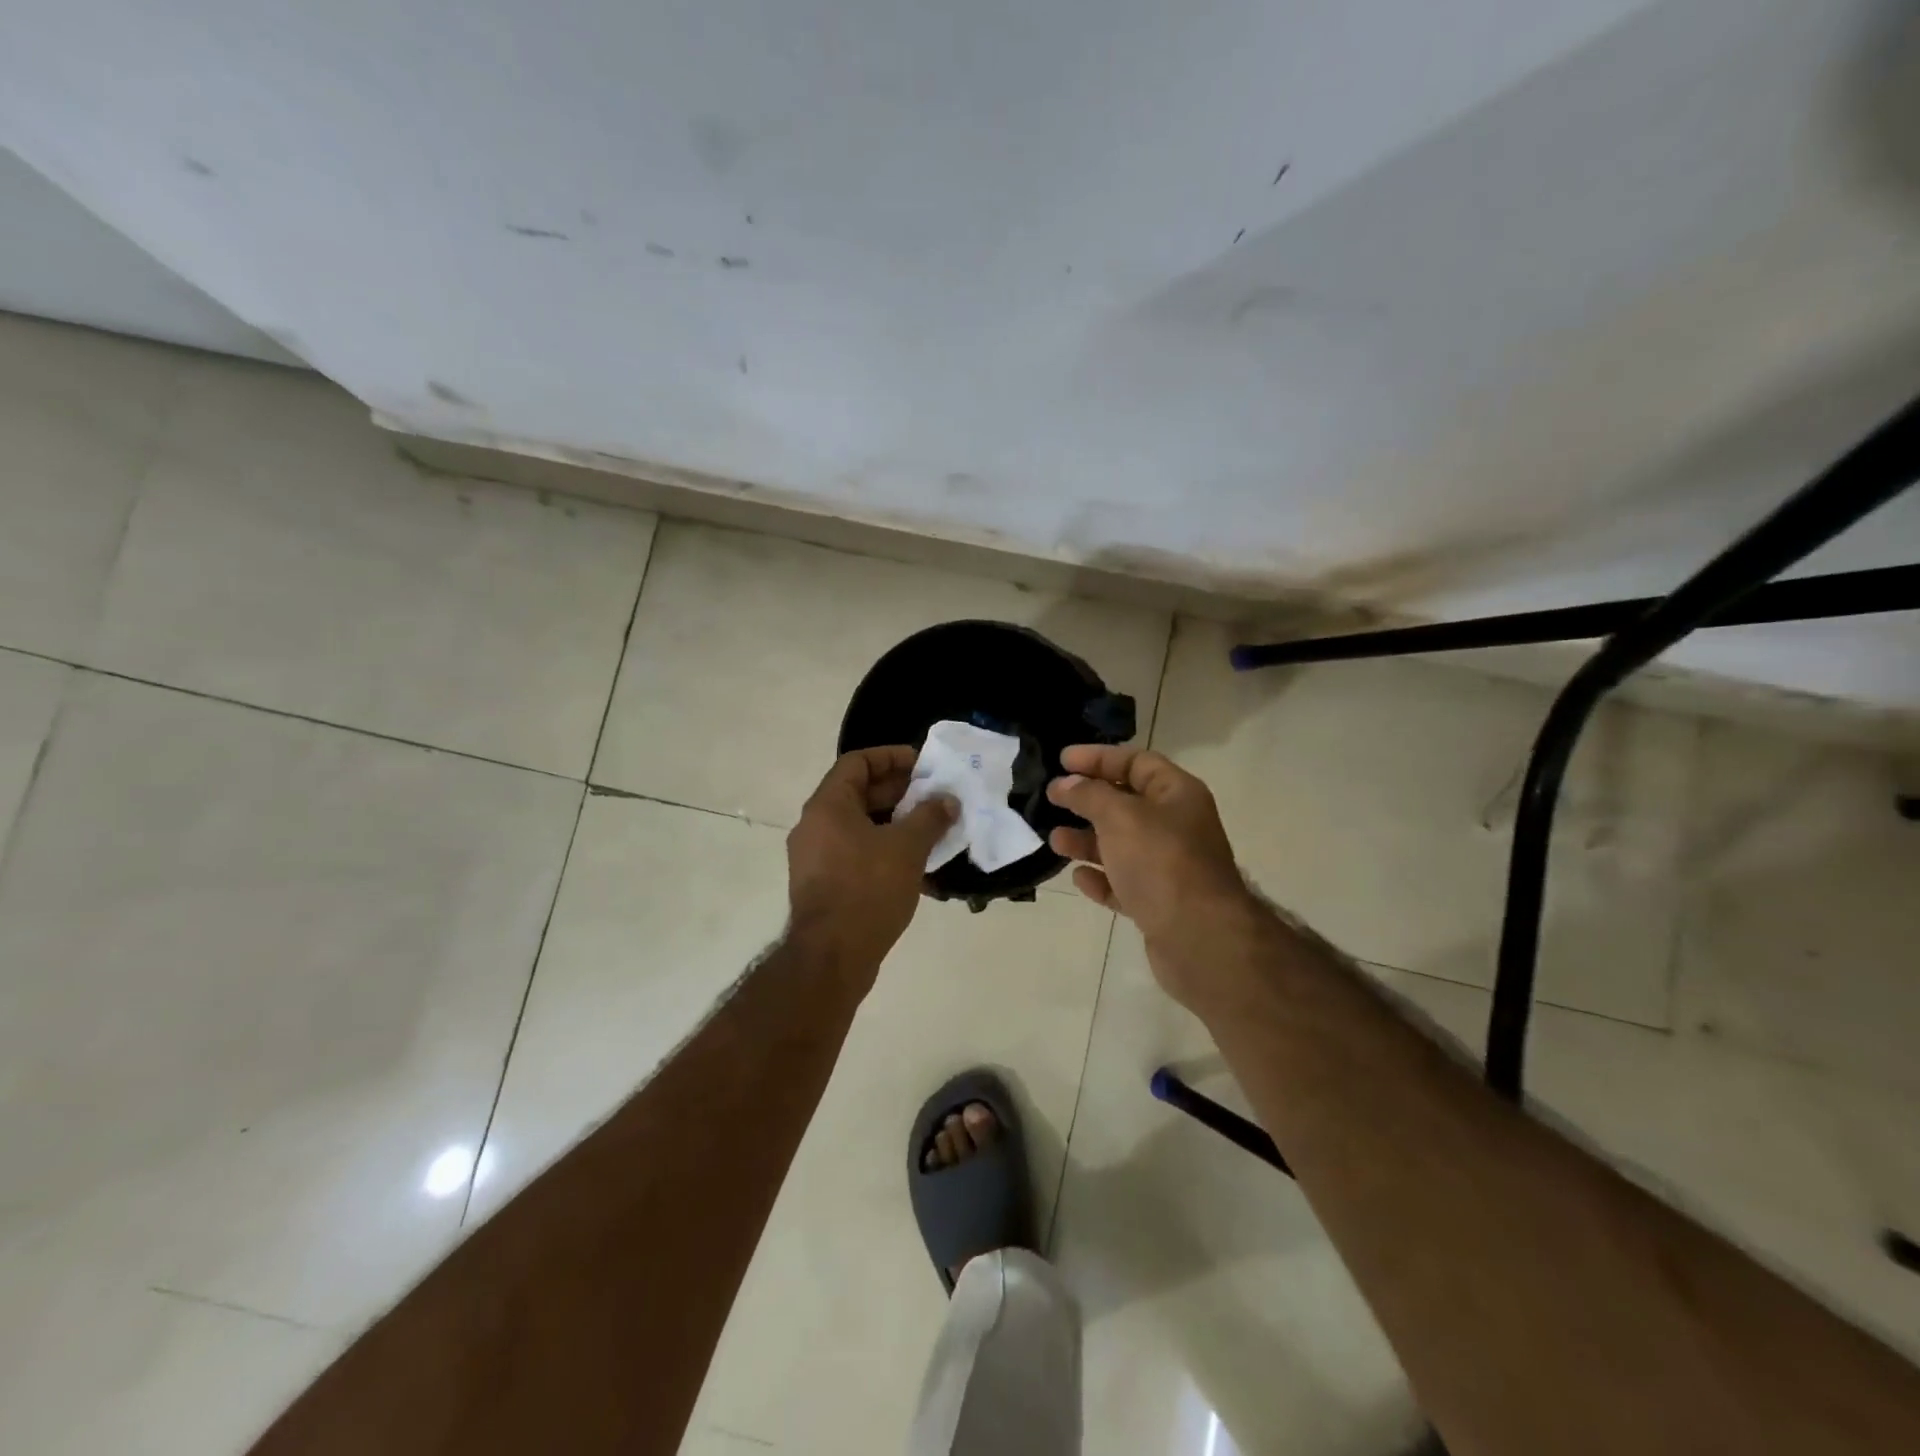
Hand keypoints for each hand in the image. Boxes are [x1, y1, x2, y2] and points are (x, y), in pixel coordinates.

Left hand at [786, 747, 955, 989]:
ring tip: (931, 828)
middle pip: (858, 793)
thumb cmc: (868, 889)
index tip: (923, 765)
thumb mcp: (907, 847)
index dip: (891, 757)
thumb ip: (930, 817)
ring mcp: (816, 857)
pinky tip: (914, 863)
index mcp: (828, 806)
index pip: (857, 762)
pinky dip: (883, 849)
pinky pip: (856, 853)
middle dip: (899, 792)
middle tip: (935, 797)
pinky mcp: (823, 884)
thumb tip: (947, 800)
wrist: (832, 956)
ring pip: (859, 826)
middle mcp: (815, 825)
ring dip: (895, 822)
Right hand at [1047, 745, 1257, 997]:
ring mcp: (1169, 867)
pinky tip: (1079, 878)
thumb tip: (1065, 784)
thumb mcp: (1120, 816)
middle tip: (1052, 798)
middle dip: (1088, 800)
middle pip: (1126, 803)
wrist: (1200, 939)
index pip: (1136, 762)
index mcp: (1177, 794)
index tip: (1061, 760)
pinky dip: (1101, 878)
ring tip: (1055, 841)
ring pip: (1121, 845)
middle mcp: (1177, 826)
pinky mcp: (1159, 903)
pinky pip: (1124, 883)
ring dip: (1087, 840)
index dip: (1098, 758)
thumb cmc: (1161, 862)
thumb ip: (1089, 795)